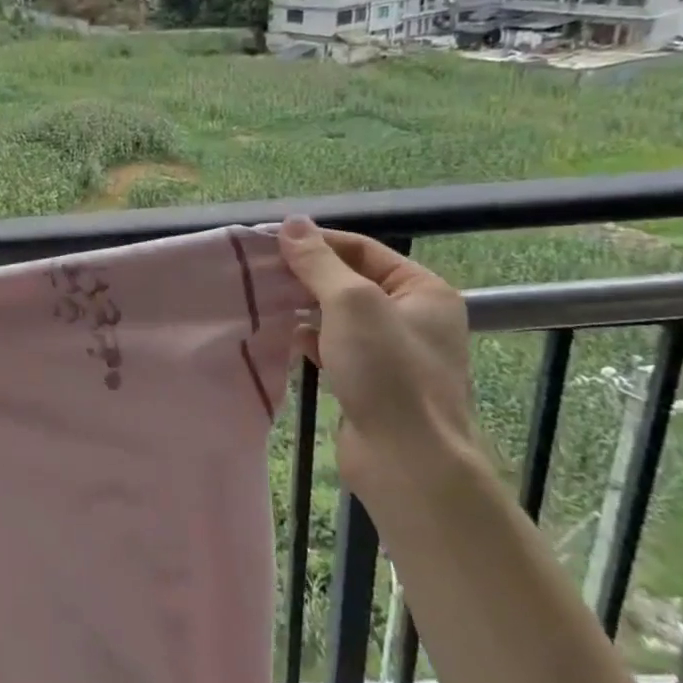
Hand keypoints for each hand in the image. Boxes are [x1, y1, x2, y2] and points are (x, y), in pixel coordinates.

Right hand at [277, 218, 482, 494]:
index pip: (363, 249)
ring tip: (262, 299)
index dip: (317, 242)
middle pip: (350, 281)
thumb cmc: (387, 371)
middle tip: (259, 271)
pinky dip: (308, 338)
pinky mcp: (370, 381)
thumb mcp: (351, 303)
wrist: (407, 459)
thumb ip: (319, 262)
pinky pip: (334, 346)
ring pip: (339, 315)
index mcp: (423, 290)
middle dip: (306, 275)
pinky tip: (283, 336)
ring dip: (304, 306)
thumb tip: (292, 223)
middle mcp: (412, 317)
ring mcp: (392, 352)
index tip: (270, 242)